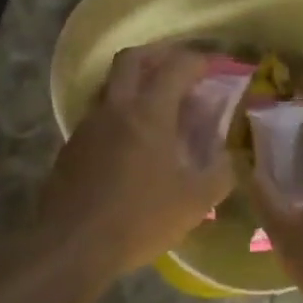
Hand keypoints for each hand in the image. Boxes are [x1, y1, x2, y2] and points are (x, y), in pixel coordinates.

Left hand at [37, 42, 235, 279]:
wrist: (70, 247)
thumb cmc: (138, 219)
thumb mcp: (195, 202)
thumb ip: (220, 173)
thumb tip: (232, 156)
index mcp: (149, 112)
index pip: (177, 66)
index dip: (200, 60)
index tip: (217, 67)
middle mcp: (116, 107)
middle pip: (133, 58)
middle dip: (159, 55)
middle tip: (180, 71)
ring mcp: (89, 125)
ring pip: (112, 85)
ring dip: (135, 84)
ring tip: (158, 107)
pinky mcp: (72, 147)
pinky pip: (99, 115)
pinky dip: (119, 114)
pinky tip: (132, 143)